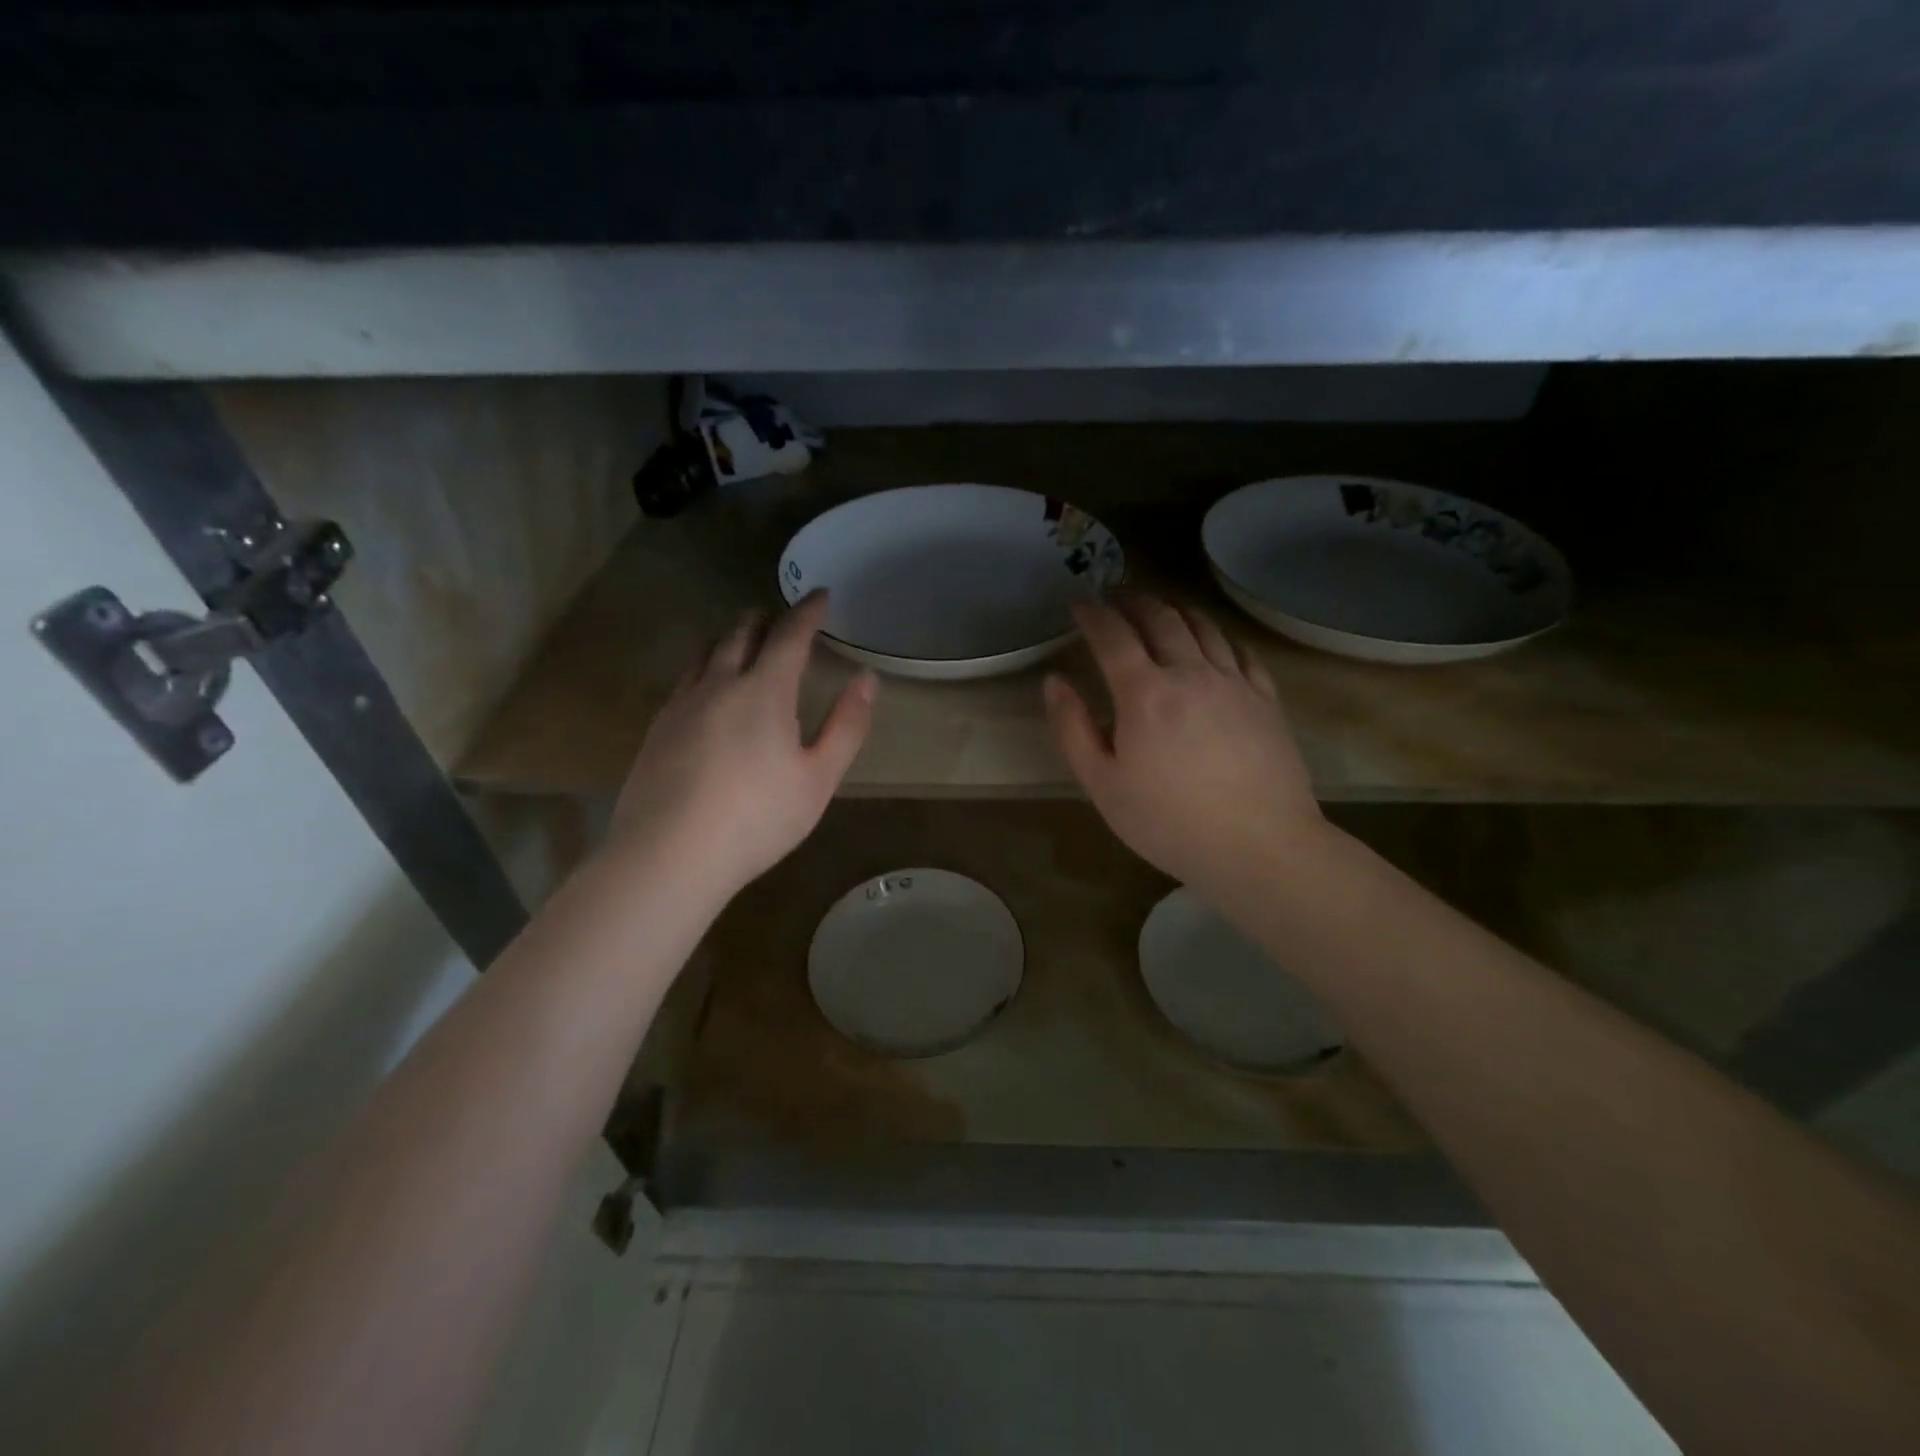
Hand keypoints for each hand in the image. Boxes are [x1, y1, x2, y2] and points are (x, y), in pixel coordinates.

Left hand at [609, 591, 874, 896]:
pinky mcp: (657, 729)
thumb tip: (866, 678)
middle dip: (763, 619)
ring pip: (706, 653)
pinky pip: (685, 680)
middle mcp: (719, 684)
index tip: (820, 595)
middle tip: (778, 616)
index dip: (807, 612)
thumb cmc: (758, 818)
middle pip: (740, 635)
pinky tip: (706, 689)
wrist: (669, 854)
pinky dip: (704, 668)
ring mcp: (681, 704)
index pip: (789, 635)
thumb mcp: (819, 778)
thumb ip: (846, 725)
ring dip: (728, 639)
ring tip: (741, 641)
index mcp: (764, 690)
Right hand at [1044, 593, 1324, 889]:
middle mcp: (1190, 673)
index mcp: (1144, 693)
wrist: (1259, 846)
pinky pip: (1240, 651)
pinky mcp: (1266, 699)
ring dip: (1175, 610)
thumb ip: (1072, 728)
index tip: (1079, 603)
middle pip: (1160, 619)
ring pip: (1203, 627)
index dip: (1093, 614)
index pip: (1112, 636)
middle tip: (1117, 596)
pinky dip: (1218, 636)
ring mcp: (1234, 682)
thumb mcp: (1103, 784)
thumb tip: (1055, 682)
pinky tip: (1213, 642)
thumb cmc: (1168, 822)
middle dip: (1134, 601)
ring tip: (1160, 608)